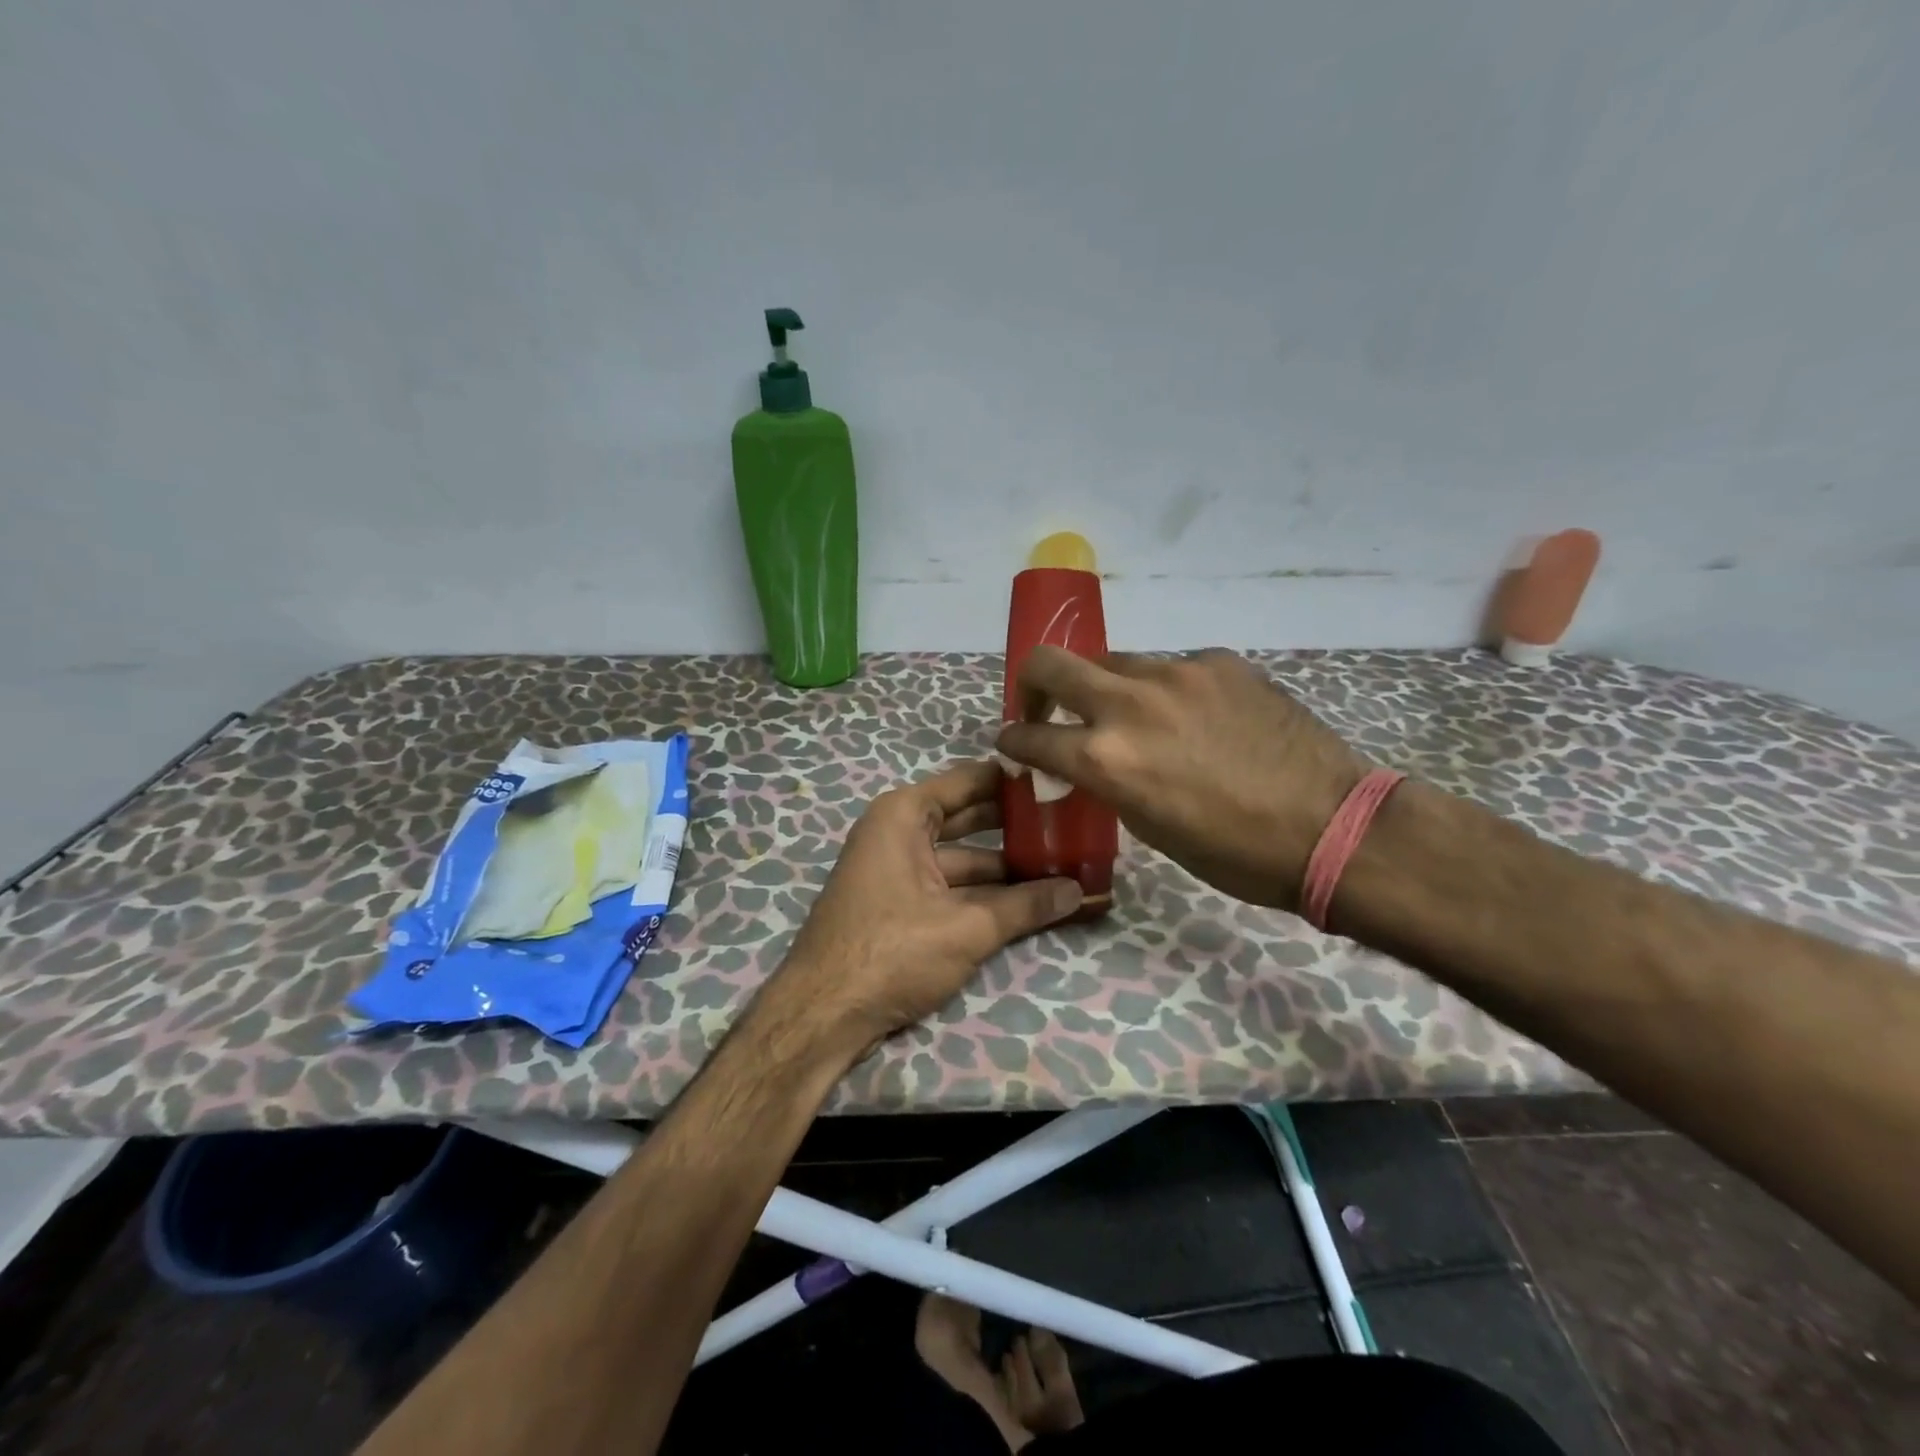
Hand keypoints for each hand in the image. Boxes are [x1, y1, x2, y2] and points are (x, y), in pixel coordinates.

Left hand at [770, 759, 1083, 1056]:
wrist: (822, 1016)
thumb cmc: (891, 951)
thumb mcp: (966, 927)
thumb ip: (1026, 906)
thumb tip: (1080, 892)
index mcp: (904, 815)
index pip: (972, 781)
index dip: (1016, 782)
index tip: (1062, 781)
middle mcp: (899, 833)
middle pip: (971, 820)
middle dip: (1019, 828)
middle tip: (1073, 828)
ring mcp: (898, 871)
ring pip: (965, 860)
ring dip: (1008, 870)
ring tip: (1065, 871)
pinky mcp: (901, 906)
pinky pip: (952, 888)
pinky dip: (986, 896)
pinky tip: (1030, 904)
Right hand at [996, 647, 1364, 910]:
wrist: (1331, 826)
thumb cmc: (1233, 852)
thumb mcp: (1148, 827)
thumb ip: (1106, 781)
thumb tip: (1088, 762)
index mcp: (1105, 758)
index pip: (1030, 735)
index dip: (1013, 740)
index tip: (1014, 742)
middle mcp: (1129, 703)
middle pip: (1049, 662)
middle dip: (1033, 683)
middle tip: (1047, 706)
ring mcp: (1177, 673)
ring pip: (1114, 662)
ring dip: (1107, 688)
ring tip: (1136, 718)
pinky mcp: (1218, 661)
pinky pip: (1172, 668)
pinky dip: (1167, 691)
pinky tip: (1197, 719)